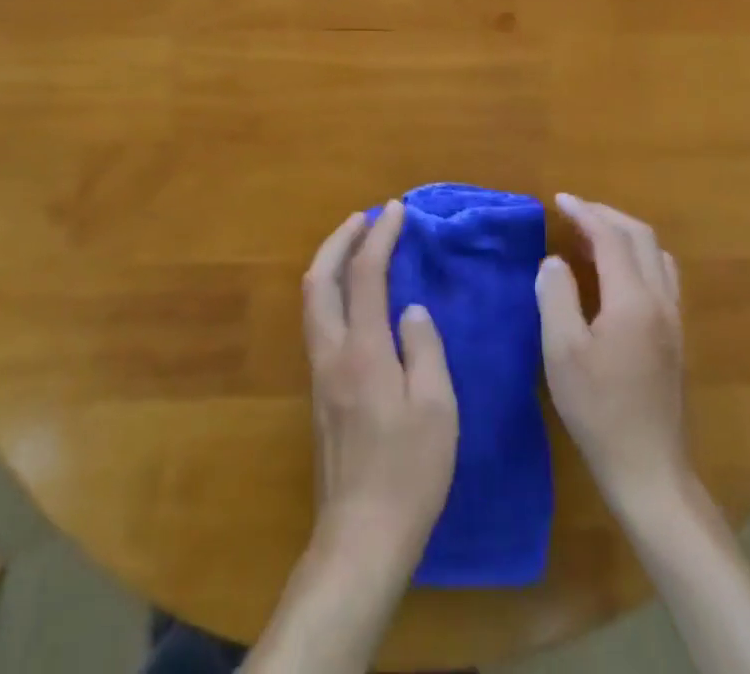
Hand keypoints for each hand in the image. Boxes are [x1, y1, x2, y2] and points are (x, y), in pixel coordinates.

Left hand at [245, 204, 458, 673]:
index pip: (365, 275)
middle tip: (365, 218)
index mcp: (363, 351)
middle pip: (320, 279)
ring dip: (331, 263)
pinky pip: (318, 321)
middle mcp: (331, 352)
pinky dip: (331, 291)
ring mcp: (319, 373)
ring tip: (356, 246)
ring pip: (312, 300)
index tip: (396, 210)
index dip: (380, 236)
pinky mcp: (319, 393)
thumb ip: (424, 349)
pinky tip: (352, 297)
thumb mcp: (437, 409)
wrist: (360, 537)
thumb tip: (411, 310)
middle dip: (340, 240)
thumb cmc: (408, 473)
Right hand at [536, 194, 688, 514]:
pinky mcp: (675, 338)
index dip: (585, 213)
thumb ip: (556, 295)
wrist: (649, 470)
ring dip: (625, 235)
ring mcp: (674, 320)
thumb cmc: (599, 410)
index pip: (612, 237)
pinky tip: (614, 273)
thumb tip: (554, 261)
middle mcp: (661, 301)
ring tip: (593, 236)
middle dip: (607, 216)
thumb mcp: (562, 352)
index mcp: (633, 300)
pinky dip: (636, 257)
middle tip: (574, 212)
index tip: (560, 200)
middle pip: (641, 238)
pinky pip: (661, 275)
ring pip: (657, 255)